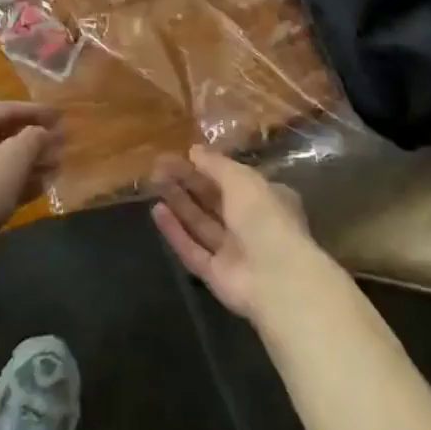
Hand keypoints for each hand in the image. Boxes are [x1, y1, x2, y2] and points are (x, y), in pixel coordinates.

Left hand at [0, 100, 62, 265]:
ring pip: (1, 159)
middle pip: (4, 134)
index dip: (37, 112)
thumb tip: (43, 132)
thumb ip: (33, 138)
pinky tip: (41, 187)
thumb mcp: (12, 159)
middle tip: (63, 143)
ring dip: (30, 162)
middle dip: (35, 139)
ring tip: (58, 165)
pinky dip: (17, 180)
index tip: (62, 116)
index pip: (7, 109)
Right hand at [151, 145, 319, 321]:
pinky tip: (156, 210)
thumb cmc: (264, 216)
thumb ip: (216, 164)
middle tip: (160, 165)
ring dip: (179, 202)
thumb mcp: (241, 178)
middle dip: (187, 181)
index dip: (209, 166)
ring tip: (154, 180)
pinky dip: (175, 231)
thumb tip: (194, 150)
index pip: (235, 179)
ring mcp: (233, 252)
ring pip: (201, 223)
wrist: (276, 279)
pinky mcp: (216, 275)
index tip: (184, 154)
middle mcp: (251, 225)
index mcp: (266, 199)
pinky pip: (192, 249)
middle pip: (213, 200)